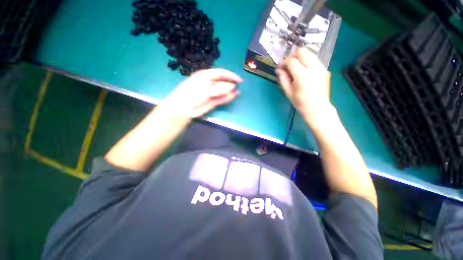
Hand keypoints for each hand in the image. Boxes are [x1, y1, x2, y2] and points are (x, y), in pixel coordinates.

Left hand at [162, 69, 242, 118]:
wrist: (183, 108)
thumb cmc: (192, 94)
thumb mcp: (206, 89)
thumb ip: (220, 88)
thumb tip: (232, 87)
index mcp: (205, 76)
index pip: (221, 73)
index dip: (231, 75)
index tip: (239, 80)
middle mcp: (209, 83)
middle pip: (222, 82)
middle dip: (230, 84)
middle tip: (238, 87)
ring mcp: (210, 93)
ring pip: (222, 91)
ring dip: (230, 92)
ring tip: (237, 93)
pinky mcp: (211, 102)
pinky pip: (221, 99)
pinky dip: (227, 98)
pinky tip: (232, 97)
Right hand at [276, 48, 332, 126]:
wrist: (317, 108)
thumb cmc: (300, 102)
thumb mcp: (288, 92)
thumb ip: (283, 78)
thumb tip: (279, 69)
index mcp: (302, 75)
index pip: (291, 61)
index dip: (284, 62)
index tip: (281, 67)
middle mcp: (313, 68)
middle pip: (302, 52)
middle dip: (293, 56)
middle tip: (289, 66)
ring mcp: (321, 67)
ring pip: (309, 53)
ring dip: (301, 58)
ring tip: (296, 69)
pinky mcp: (325, 69)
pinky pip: (314, 60)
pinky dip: (307, 62)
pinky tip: (304, 72)